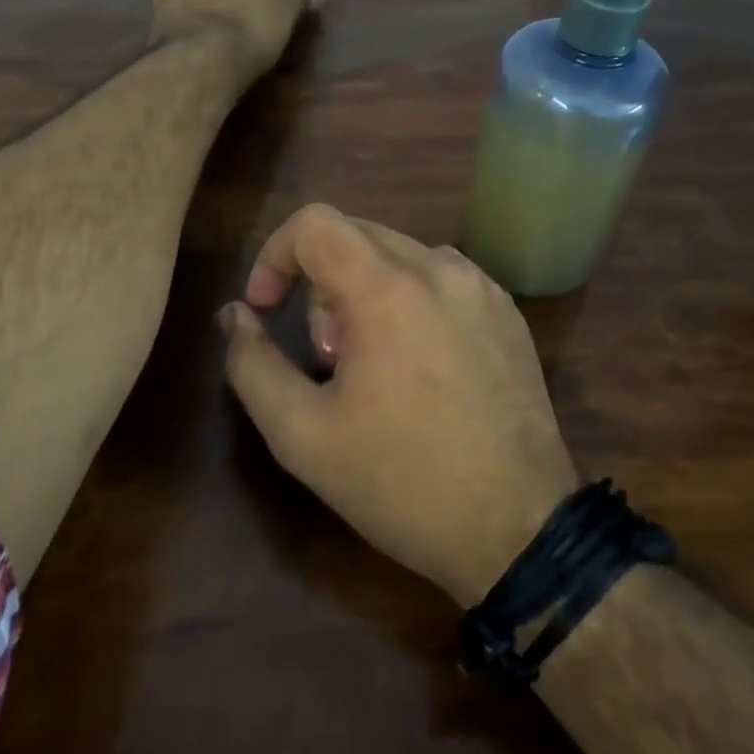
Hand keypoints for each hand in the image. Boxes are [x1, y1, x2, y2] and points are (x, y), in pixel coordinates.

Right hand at [219, 204, 580, 605]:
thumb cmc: (402, 484)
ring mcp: (482, 288)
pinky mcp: (508, 312)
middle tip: (325, 354)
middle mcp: (440, 269)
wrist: (518, 530)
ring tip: (371, 363)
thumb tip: (235, 315)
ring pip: (400, 253)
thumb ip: (252, 365)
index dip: (274, 256)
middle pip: (356, 234)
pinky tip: (418, 364)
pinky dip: (410, 298)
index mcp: (387, 290)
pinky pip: (441, 277)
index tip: (267, 309)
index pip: (314, 223)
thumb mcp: (303, 436)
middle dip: (319, 283)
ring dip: (365, 290)